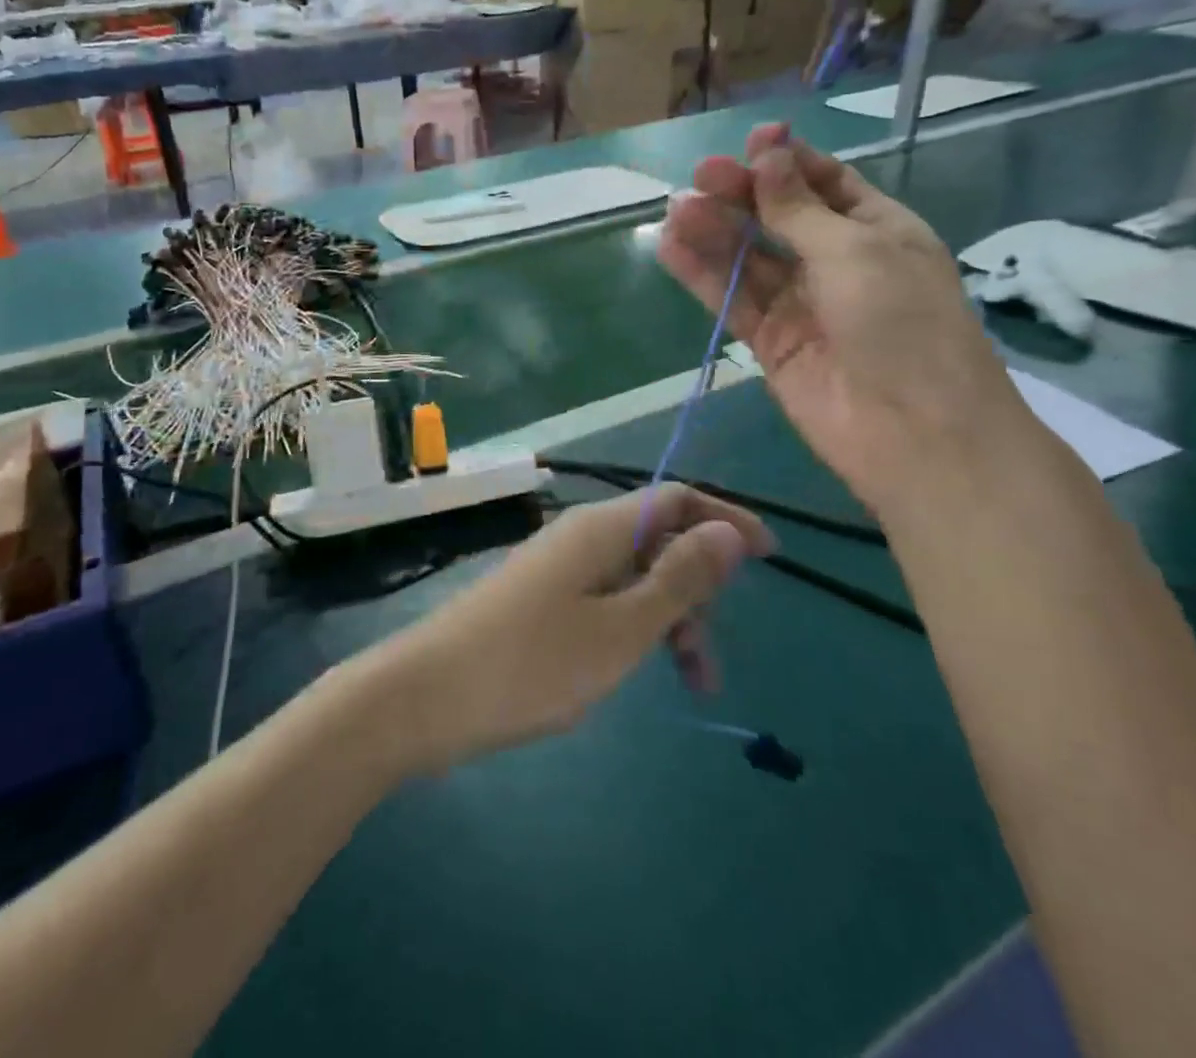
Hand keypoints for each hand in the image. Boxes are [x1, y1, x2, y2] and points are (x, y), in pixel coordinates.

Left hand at [359, 487, 771, 773]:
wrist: (425, 697)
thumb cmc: (532, 665)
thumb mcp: (622, 630)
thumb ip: (678, 580)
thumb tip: (728, 530)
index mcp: (601, 528)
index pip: (677, 499)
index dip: (725, 521)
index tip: (770, 558)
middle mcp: (578, 536)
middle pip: (657, 541)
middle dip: (696, 591)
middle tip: (708, 664)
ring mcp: (554, 568)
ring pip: (632, 577)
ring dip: (667, 619)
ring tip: (685, 683)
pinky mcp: (538, 600)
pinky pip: (603, 599)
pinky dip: (631, 628)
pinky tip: (629, 669)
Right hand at [657, 124, 1032, 518]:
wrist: (912, 430)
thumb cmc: (901, 323)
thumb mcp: (854, 250)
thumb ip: (798, 208)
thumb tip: (768, 154)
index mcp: (876, 229)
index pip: (825, 182)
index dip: (787, 161)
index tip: (750, 142)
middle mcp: (836, 261)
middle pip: (778, 217)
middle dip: (741, 194)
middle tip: (701, 177)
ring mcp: (800, 303)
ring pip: (748, 257)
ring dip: (713, 232)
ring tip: (675, 210)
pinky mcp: (769, 341)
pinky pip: (731, 298)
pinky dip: (702, 274)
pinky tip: (671, 247)